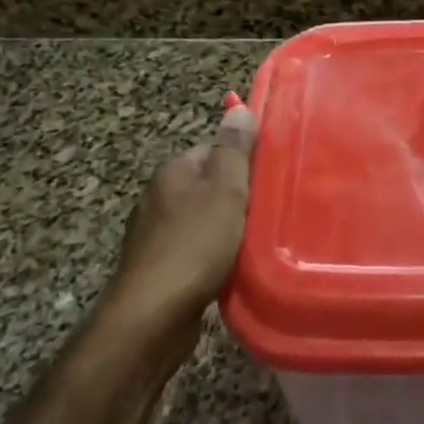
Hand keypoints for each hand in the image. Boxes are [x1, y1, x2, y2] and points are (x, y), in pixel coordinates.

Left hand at [100, 104, 257, 340]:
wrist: (153, 316)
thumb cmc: (194, 244)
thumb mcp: (225, 190)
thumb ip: (234, 149)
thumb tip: (238, 106)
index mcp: (172, 171)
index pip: (213, 150)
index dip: (243, 162)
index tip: (271, 177)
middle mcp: (158, 196)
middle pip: (209, 185)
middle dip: (238, 196)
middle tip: (271, 208)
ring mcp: (155, 234)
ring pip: (203, 219)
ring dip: (228, 228)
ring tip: (258, 239)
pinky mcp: (160, 267)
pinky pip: (196, 249)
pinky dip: (215, 254)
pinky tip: (233, 266)